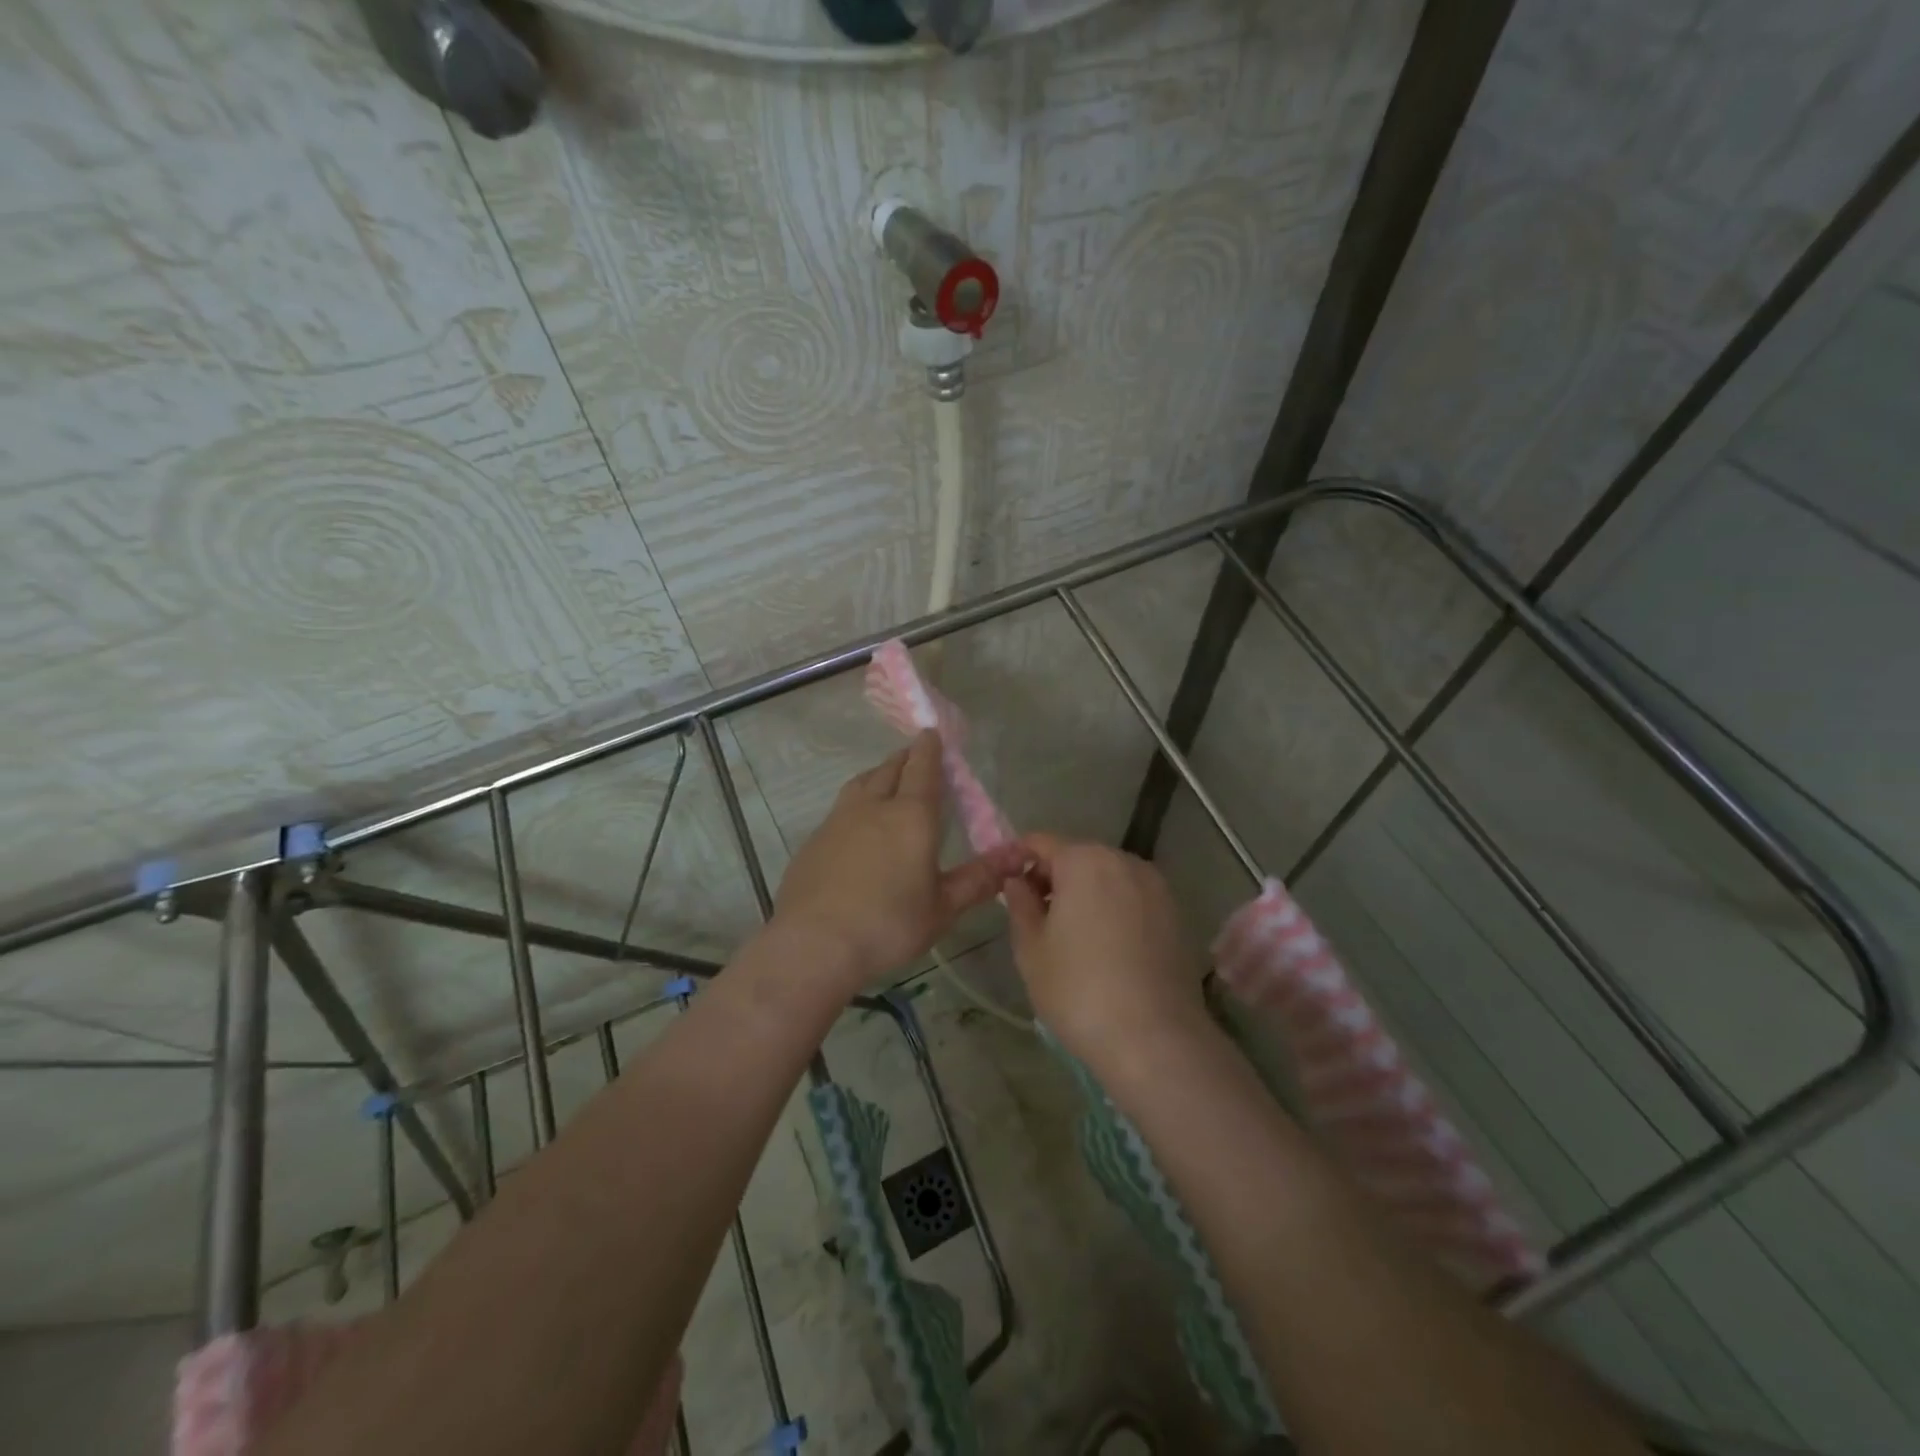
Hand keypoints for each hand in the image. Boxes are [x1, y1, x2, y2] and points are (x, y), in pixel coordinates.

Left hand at [773, 731, 1025, 993]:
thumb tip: (1018, 856)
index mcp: (911, 816)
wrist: (814, 943)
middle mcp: (873, 807)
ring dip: (877, 775)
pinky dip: (855, 803)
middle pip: (889, 769)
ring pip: (860, 783)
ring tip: (885, 780)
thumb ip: (979, 879)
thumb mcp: (942, 908)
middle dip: (904, 758)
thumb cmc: (888, 925)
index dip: (929, 748)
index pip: (922, 768)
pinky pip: (840, 808)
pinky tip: (856, 826)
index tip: (931, 733)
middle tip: (914, 757)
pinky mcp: (814, 840)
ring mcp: (838, 820)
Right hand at [1002, 834, 1206, 1061]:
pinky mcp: (1176, 914)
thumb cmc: (1078, 989)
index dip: (1018, 858)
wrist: (1155, 1039)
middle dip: (1053, 877)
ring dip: (1086, 893)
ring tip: (1071, 936)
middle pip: (1078, 856)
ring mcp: (1156, 886)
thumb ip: (1020, 904)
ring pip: (1108, 877)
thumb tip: (1018, 882)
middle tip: (1035, 915)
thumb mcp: (1031, 948)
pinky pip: (1133, 898)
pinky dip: (1114, 909)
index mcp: (1084, 860)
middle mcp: (1124, 861)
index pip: (1041, 843)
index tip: (1004, 884)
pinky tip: (1106, 948)